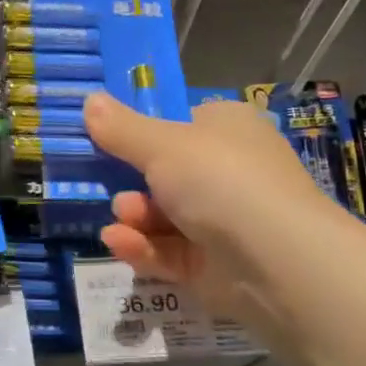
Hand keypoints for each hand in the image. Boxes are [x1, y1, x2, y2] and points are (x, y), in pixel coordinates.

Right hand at [82, 93, 340, 328]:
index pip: (182, 123)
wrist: (276, 261)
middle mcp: (229, 171)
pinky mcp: (214, 265)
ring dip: (134, 216)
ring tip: (122, 219)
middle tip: (109, 185)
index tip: (106, 140)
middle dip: (132, 183)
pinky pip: (168, 251)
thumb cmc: (220, 180)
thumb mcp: (161, 146)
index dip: (144, 132)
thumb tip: (89, 100)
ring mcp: (223, 220)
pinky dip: (143, 247)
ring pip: (163, 215)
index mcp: (227, 128)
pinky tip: (118, 243)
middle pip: (165, 173)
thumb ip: (121, 129)